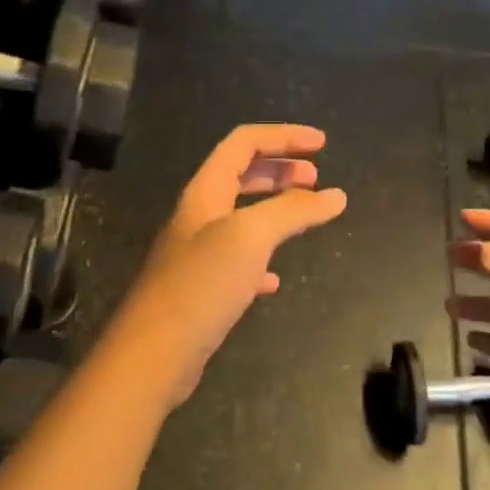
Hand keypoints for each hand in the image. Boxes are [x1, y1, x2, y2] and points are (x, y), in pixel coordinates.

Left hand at [106, 125, 346, 408]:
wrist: (153, 354)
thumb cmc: (201, 283)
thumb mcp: (251, 236)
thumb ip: (293, 211)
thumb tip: (336, 195)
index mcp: (206, 191)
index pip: (244, 143)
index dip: (283, 136)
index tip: (322, 143)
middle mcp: (199, 215)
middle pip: (241, 174)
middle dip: (280, 169)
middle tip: (316, 177)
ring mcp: (198, 252)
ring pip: (242, 216)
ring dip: (275, 208)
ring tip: (305, 215)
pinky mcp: (201, 288)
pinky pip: (238, 260)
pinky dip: (263, 257)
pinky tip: (275, 278)